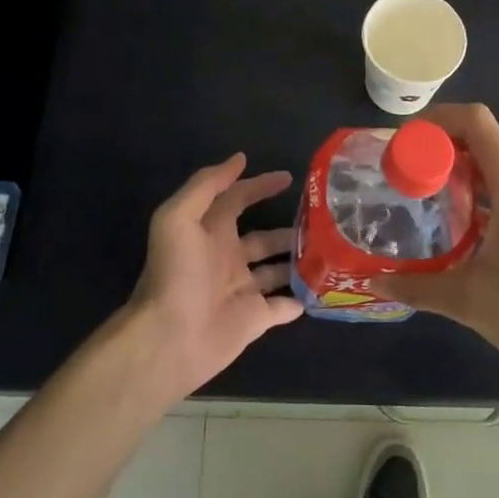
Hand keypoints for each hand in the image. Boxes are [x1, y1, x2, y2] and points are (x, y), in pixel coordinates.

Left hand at [128, 154, 303, 398]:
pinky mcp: (254, 320)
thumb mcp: (178, 217)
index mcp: (211, 231)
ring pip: (276, 269)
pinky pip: (281, 307)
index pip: (238, 199)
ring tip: (328, 250)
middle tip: (320, 219)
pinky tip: (320, 289)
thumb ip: (207, 185)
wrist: (169, 338)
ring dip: (297, 260)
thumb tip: (239, 159)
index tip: (290, 177)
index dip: (260, 185)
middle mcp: (227, 257)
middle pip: (263, 237)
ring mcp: (242, 290)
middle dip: (288, 227)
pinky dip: (298, 300)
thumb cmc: (176, 273)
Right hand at [372, 104, 498, 384]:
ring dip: (453, 173)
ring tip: (415, 197)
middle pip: (478, 139)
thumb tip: (374, 282)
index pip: (475, 121)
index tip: (402, 143)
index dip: (436, 119)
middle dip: (436, 148)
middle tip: (398, 173)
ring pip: (490, 166)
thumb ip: (418, 288)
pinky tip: (449, 228)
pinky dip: (471, 194)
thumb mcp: (470, 301)